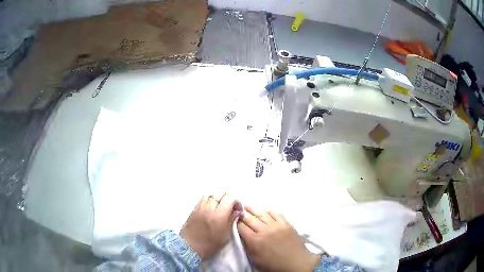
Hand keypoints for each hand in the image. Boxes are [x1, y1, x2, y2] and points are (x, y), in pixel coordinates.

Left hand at [180, 194, 239, 259]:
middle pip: (220, 194)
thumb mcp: (225, 235)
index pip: (229, 199)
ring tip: (220, 206)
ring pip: (211, 194)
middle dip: (227, 199)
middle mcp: (209, 208)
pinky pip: (203, 199)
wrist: (190, 246)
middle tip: (230, 207)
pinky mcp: (194, 209)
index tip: (238, 209)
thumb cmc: (211, 244)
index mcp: (219, 215)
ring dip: (217, 198)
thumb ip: (231, 221)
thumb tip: (237, 212)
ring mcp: (200, 207)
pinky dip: (209, 200)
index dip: (236, 202)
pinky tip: (211, 208)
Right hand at [237, 206, 319, 271]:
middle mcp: (265, 230)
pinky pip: (276, 214)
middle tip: (238, 210)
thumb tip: (243, 237)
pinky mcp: (286, 224)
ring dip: (253, 209)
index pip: (242, 227)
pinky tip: (265, 210)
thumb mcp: (256, 260)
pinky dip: (269, 211)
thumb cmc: (274, 265)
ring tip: (247, 205)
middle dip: (243, 214)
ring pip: (262, 213)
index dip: (236, 223)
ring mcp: (277, 225)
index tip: (234, 221)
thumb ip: (248, 247)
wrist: (296, 262)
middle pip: (250, 218)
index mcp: (255, 241)